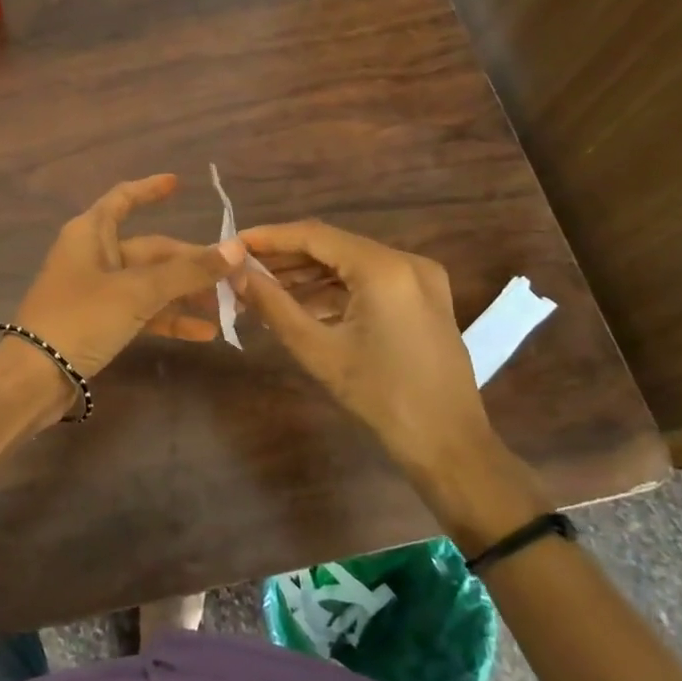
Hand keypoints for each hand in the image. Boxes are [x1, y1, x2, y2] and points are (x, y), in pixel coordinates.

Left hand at [14, 174, 246, 378]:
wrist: (35, 376)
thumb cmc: (81, 318)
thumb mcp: (137, 291)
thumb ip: (187, 271)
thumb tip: (235, 248)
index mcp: (90, 233)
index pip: (122, 199)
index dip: (149, 189)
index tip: (178, 183)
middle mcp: (93, 255)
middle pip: (150, 249)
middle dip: (191, 263)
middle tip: (234, 276)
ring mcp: (97, 291)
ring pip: (149, 283)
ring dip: (185, 294)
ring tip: (228, 307)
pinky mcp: (100, 322)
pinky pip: (142, 312)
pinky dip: (169, 319)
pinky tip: (203, 332)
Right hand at [234, 219, 493, 478]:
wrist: (449, 445)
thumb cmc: (381, 397)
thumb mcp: (317, 349)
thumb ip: (272, 305)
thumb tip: (236, 274)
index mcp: (384, 268)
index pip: (314, 236)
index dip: (269, 238)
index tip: (233, 245)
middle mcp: (406, 262)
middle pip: (332, 247)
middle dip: (285, 259)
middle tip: (241, 270)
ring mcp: (419, 280)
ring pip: (349, 264)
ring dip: (307, 276)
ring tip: (261, 290)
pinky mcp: (422, 299)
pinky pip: (368, 282)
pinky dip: (333, 291)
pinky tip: (299, 306)